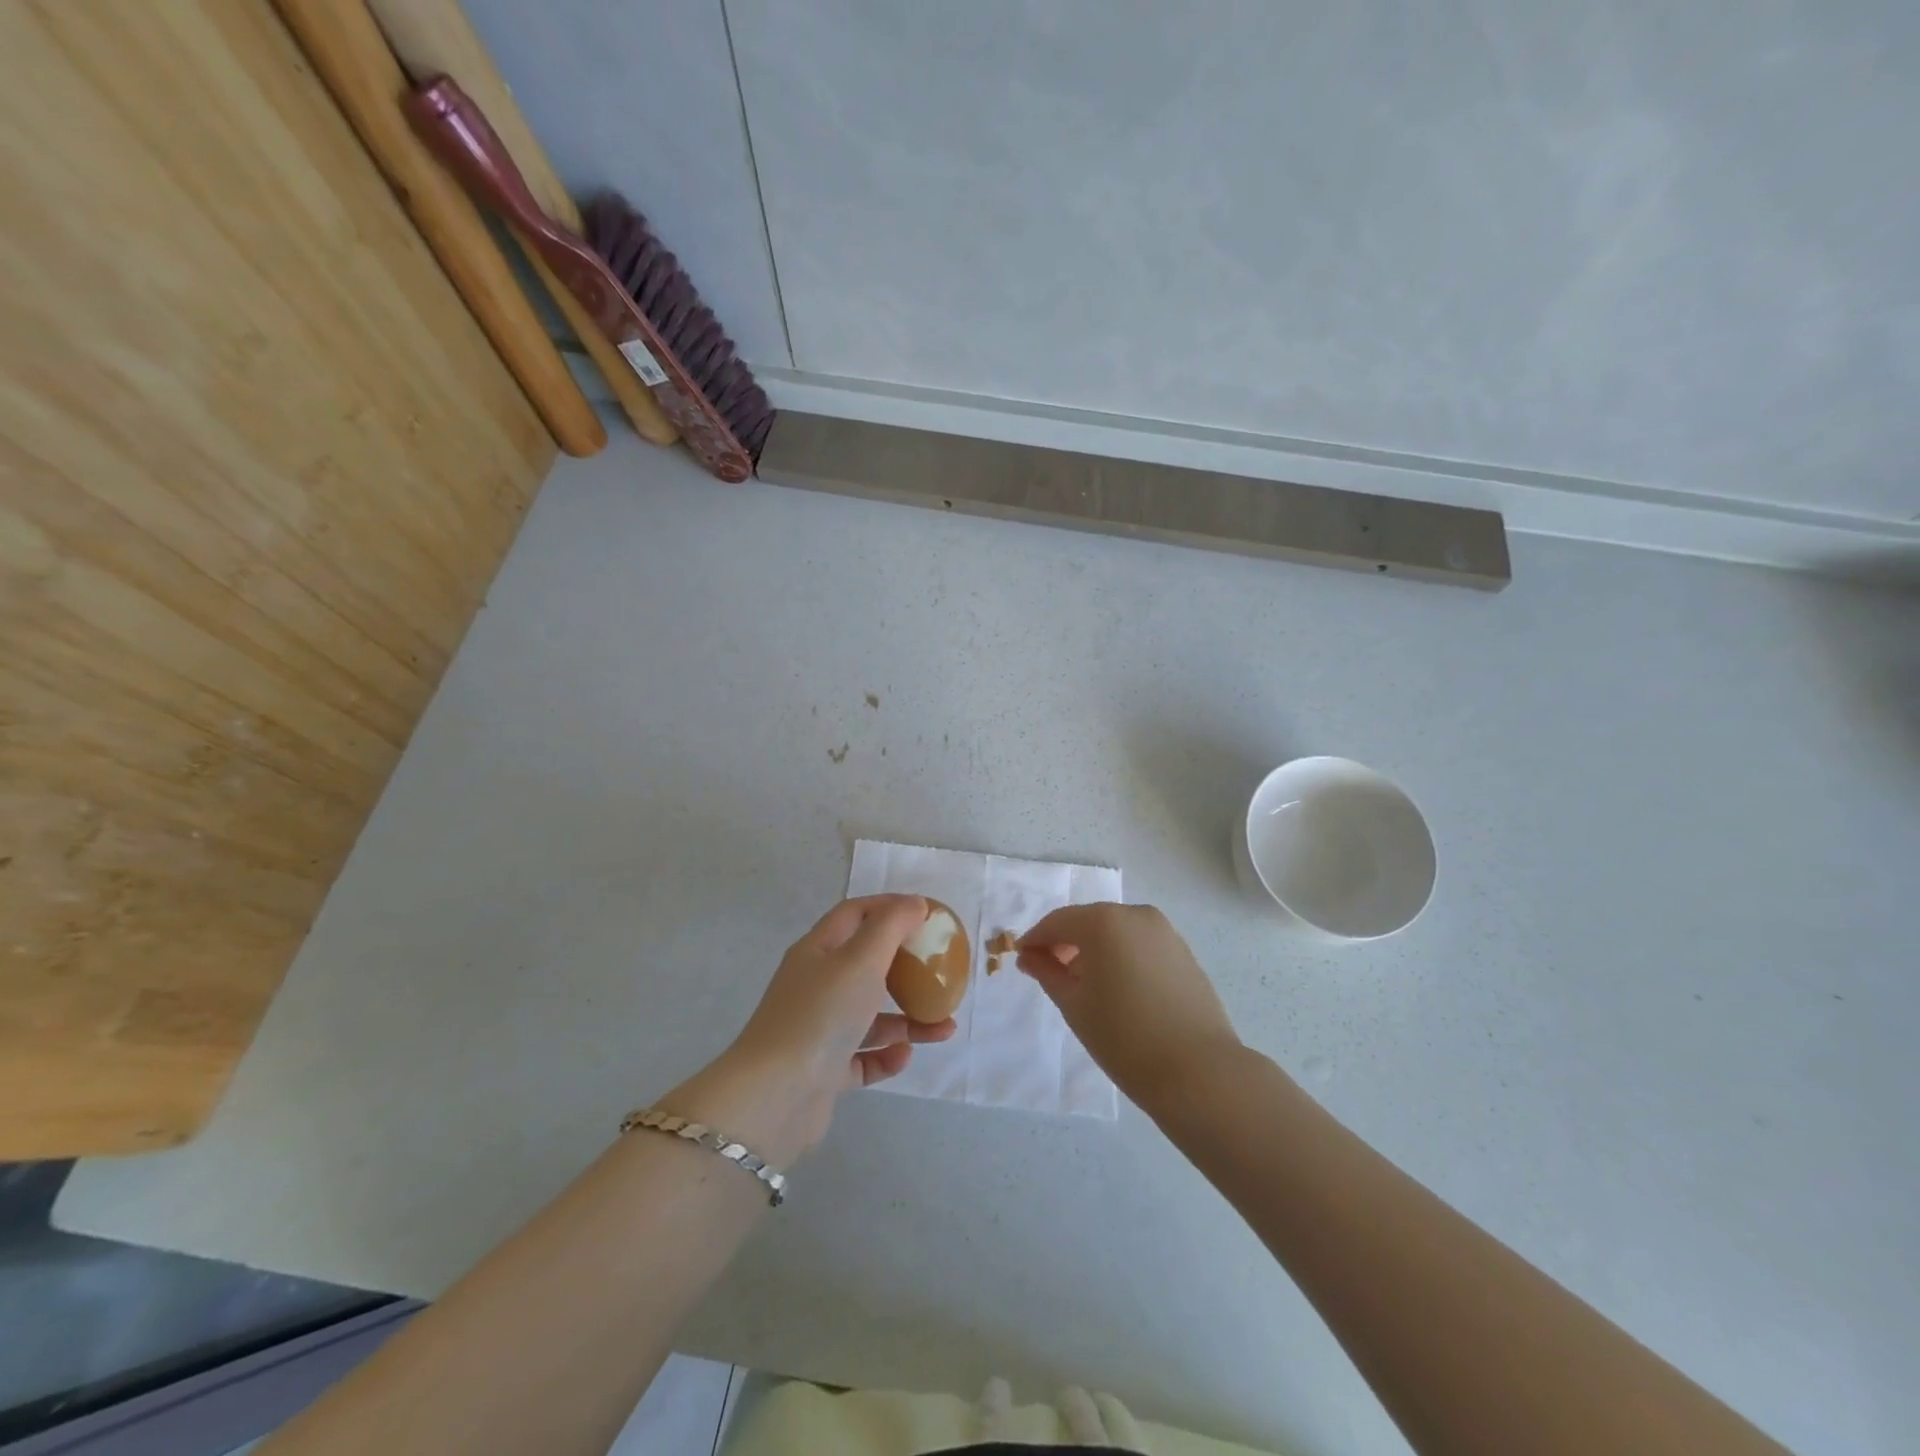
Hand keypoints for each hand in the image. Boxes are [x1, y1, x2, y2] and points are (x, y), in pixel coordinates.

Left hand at [663, 895, 955, 1167]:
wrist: (774, 1097)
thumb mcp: (861, 959)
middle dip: (905, 967)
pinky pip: (862, 1056)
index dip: (889, 907)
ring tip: (943, 1027)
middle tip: (938, 971)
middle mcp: (815, 985)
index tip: (926, 914)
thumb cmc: (821, 1014)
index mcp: (817, 951)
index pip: (854, 915)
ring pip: (870, 1015)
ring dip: (907, 1018)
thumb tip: (914, 903)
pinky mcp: (824, 1071)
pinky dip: (886, 1055)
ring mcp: (818, 1030)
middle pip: (865, 965)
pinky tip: (905, 1056)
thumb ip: (891, 926)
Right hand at [1018, 903, 1240, 1108]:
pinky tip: (1117, 989)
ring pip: (1116, 931)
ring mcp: (1164, 932)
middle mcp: (1136, 914)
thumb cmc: (1124, 1037)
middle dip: (1066, 943)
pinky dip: (1121, 956)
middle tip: (1049, 973)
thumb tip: (1030, 956)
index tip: (1022, 959)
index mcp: (1104, 921)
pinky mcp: (1183, 952)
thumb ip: (1047, 972)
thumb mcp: (1074, 1005)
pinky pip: (1139, 944)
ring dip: (1094, 950)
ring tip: (1084, 986)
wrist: (1198, 1071)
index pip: (1058, 922)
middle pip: (1088, 922)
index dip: (1036, 939)